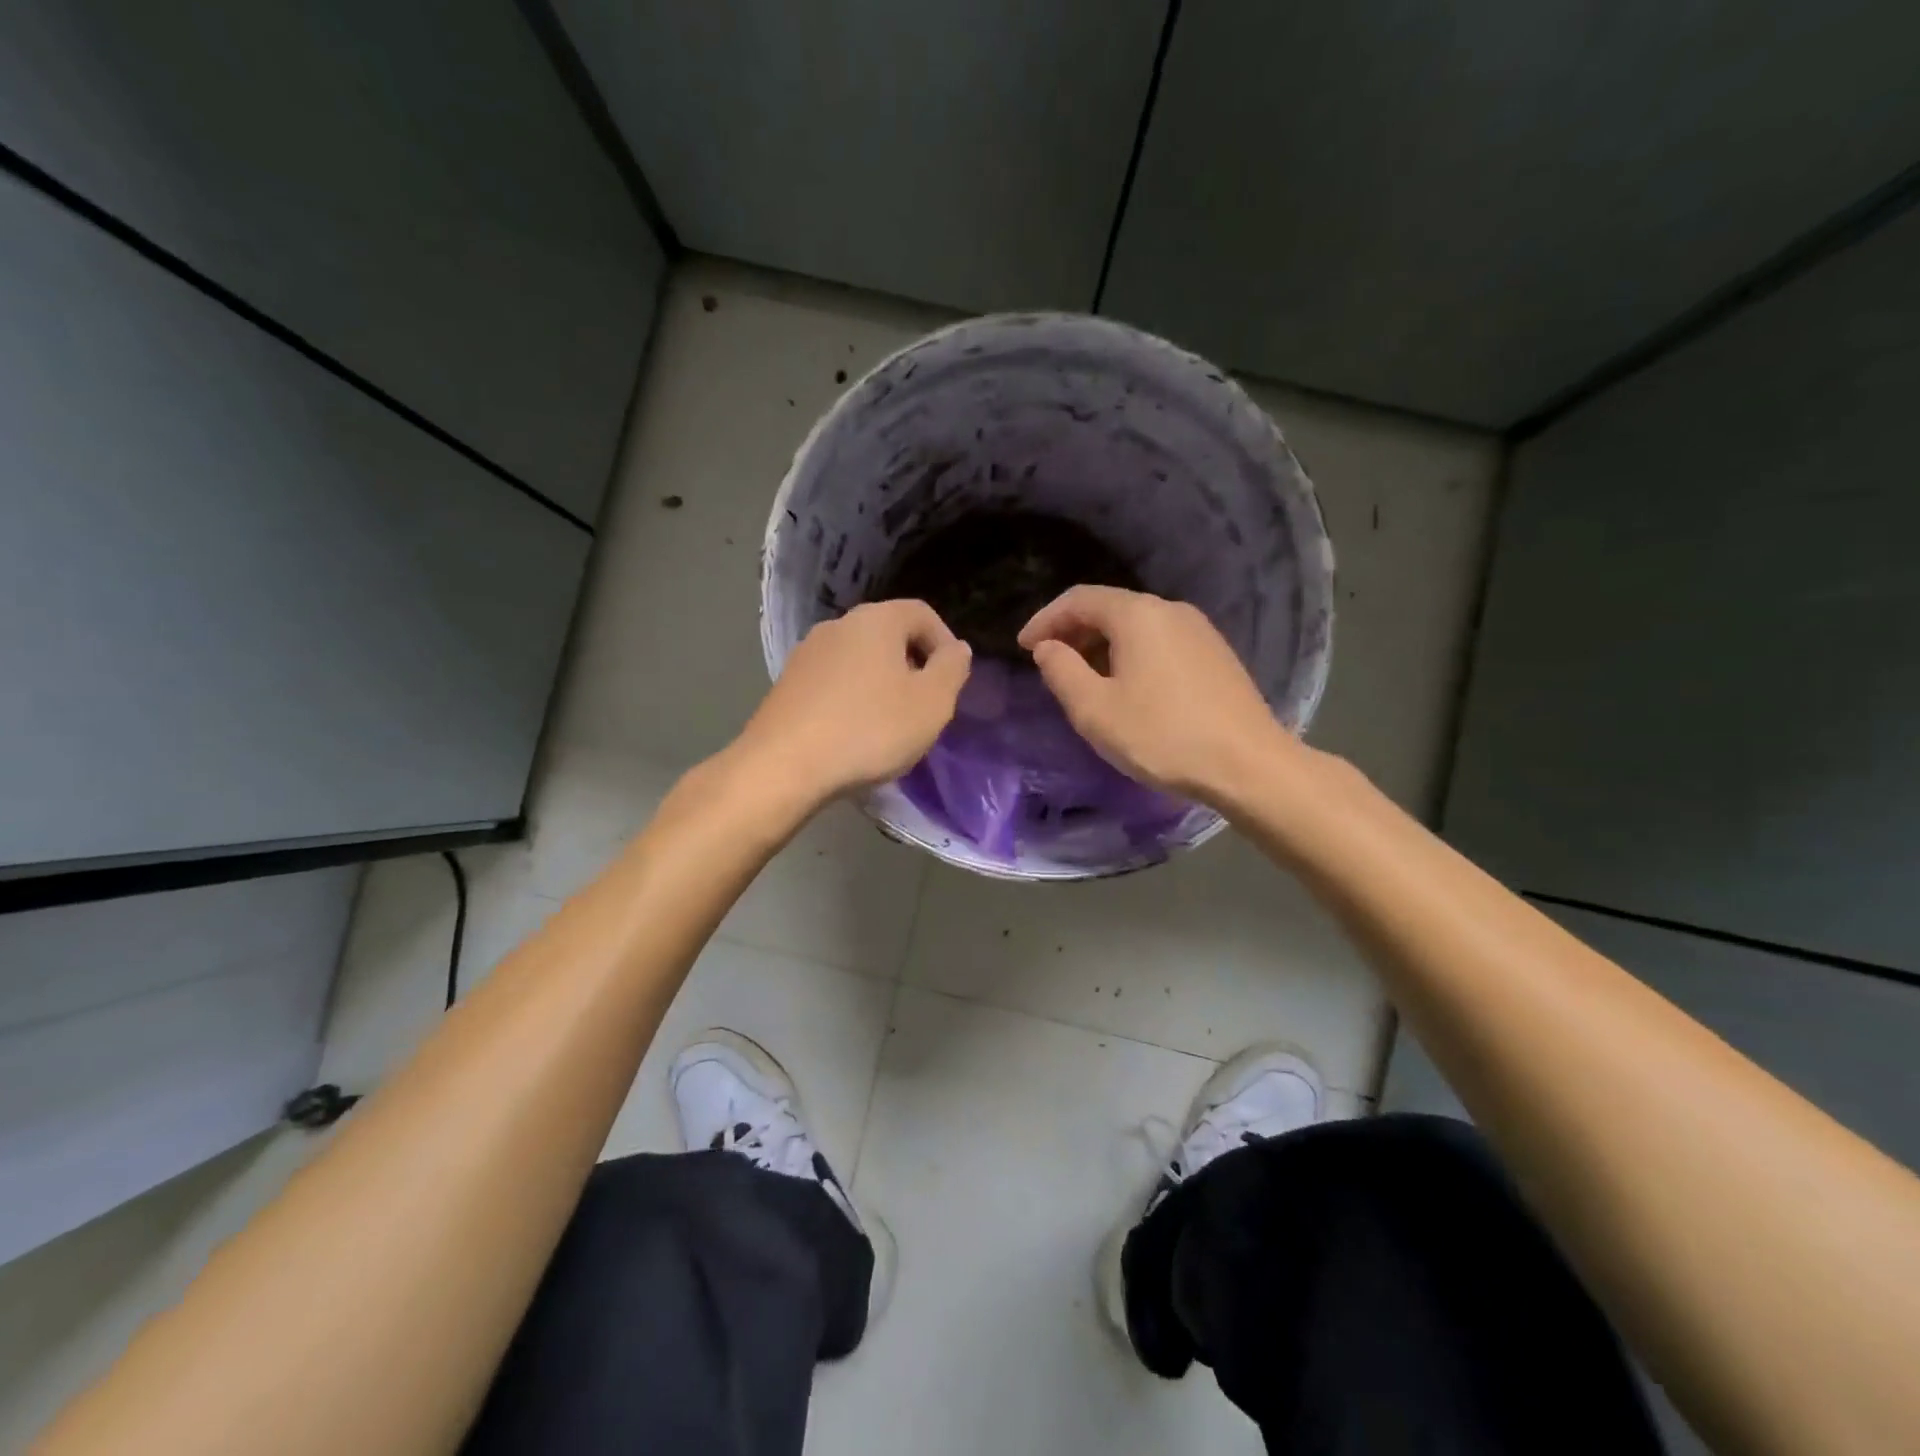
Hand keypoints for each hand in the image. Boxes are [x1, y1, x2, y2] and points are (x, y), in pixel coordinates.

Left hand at [737, 599, 971, 803]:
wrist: (784, 766)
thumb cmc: (870, 729)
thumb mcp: (931, 703)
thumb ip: (952, 670)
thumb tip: (957, 649)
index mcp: (876, 620)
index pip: (922, 613)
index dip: (944, 643)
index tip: (952, 681)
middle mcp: (838, 626)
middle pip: (888, 634)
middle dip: (912, 665)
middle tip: (924, 705)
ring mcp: (806, 654)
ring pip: (859, 660)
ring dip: (881, 684)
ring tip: (890, 724)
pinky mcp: (786, 685)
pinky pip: (833, 682)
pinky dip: (852, 699)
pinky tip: (854, 734)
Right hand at [1018, 586, 1294, 803]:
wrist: (1248, 765)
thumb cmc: (1162, 736)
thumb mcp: (1095, 710)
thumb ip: (1062, 672)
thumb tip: (1048, 647)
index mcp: (1137, 615)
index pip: (1079, 599)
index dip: (1045, 619)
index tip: (1023, 647)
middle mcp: (1170, 610)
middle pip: (1110, 608)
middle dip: (1073, 631)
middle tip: (1050, 663)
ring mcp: (1199, 630)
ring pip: (1137, 626)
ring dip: (1102, 645)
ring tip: (1084, 679)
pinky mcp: (1215, 654)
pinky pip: (1160, 642)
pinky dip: (1132, 654)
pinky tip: (1128, 686)